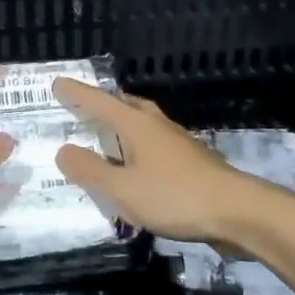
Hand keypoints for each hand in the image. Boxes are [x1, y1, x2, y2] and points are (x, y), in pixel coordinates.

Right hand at [53, 79, 273, 243]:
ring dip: (122, 125)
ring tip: (107, 136)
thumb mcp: (123, 190)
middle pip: (125, 106)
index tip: (57, 83)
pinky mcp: (190, 161)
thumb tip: (62, 150)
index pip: (99, 102)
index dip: (77, 94)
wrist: (237, 211)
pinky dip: (137, 147)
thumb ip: (91, 171)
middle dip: (103, 105)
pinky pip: (154, 144)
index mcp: (136, 124)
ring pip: (143, 123)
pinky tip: (136, 166)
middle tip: (83, 107)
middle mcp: (156, 125)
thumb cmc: (175, 196)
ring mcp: (177, 142)